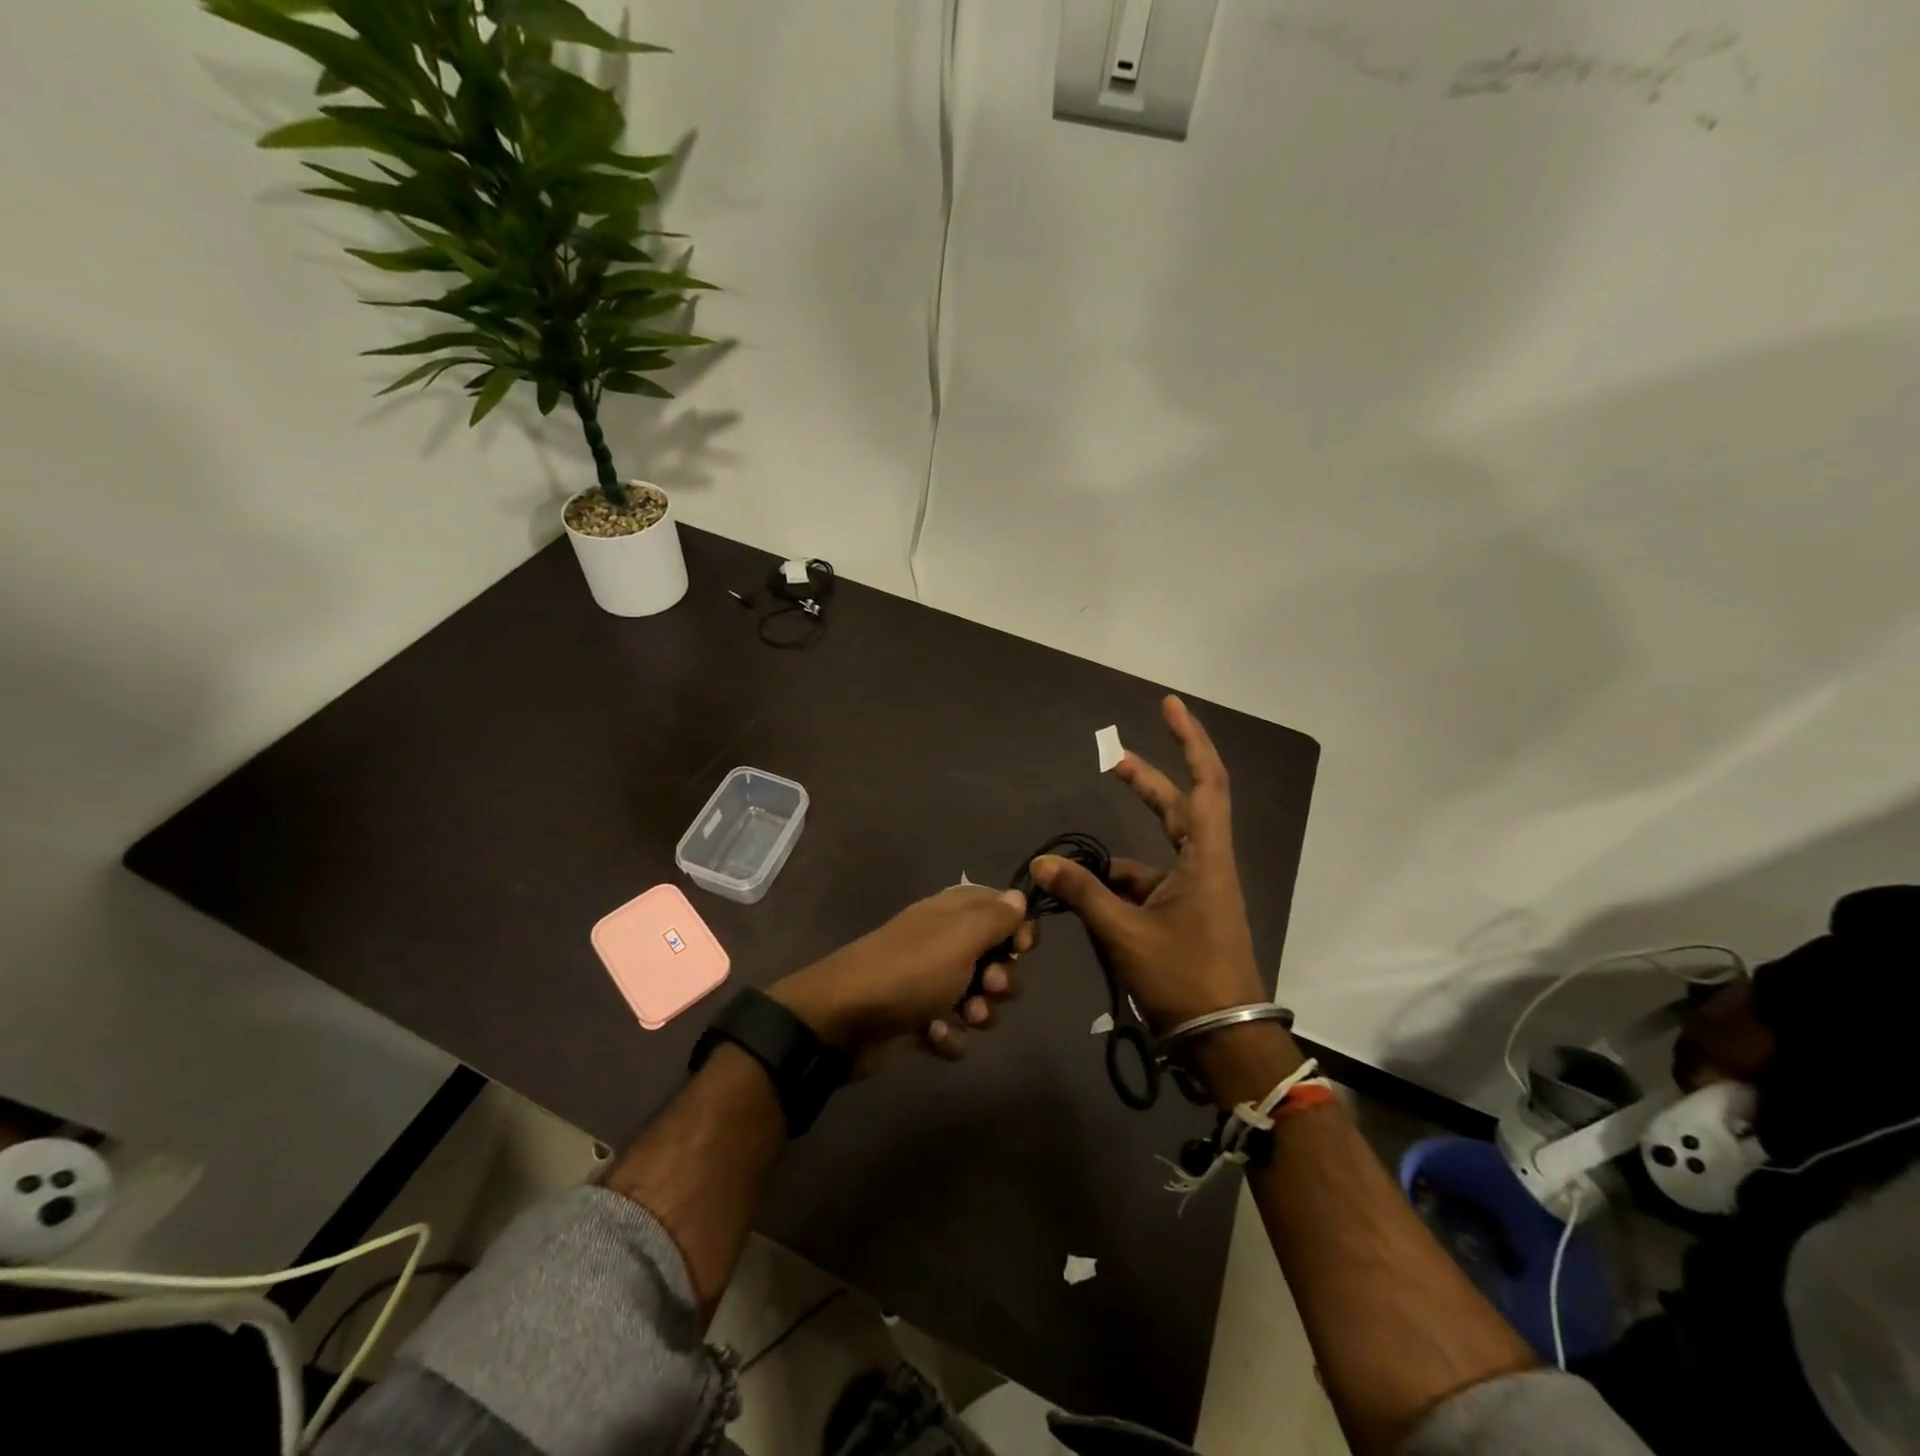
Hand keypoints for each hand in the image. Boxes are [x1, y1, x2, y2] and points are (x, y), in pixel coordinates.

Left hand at [770, 885, 1036, 1063]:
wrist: (842, 1022)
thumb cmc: (909, 972)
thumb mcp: (959, 938)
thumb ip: (994, 918)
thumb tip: (1018, 897)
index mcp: (951, 913)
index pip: (998, 906)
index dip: (1017, 926)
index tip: (1022, 947)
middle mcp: (942, 943)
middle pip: (994, 958)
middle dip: (1001, 979)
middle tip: (989, 987)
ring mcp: (928, 984)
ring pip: (977, 999)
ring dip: (979, 1013)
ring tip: (964, 1018)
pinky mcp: (917, 1021)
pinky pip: (951, 1030)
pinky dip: (947, 1038)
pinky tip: (933, 1037)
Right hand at [1032, 695, 1266, 1032]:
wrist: (1224, 1040)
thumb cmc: (1184, 978)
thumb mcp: (1125, 934)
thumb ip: (1083, 893)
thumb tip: (1040, 865)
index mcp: (1205, 857)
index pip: (1205, 782)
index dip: (1189, 740)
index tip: (1168, 705)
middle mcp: (1206, 864)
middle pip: (1179, 806)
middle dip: (1146, 781)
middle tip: (1111, 758)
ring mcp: (1198, 890)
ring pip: (1156, 854)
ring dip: (1118, 858)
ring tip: (1075, 873)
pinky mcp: (1187, 914)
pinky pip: (1149, 886)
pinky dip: (1120, 888)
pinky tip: (1090, 902)